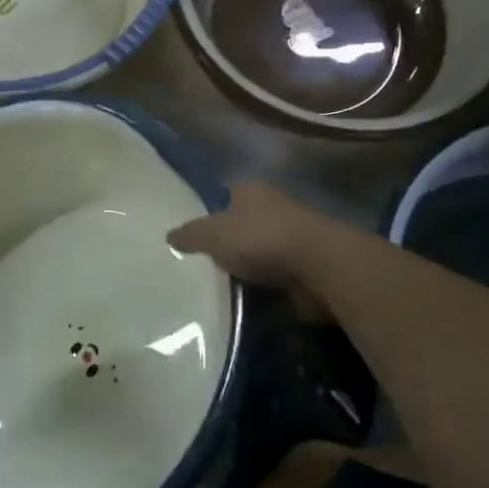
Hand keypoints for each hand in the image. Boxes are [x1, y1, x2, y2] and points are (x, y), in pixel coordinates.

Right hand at [167, 182, 342, 290]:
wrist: (319, 267)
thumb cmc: (260, 239)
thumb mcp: (212, 234)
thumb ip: (189, 234)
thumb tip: (169, 236)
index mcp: (250, 190)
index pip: (223, 193)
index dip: (207, 209)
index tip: (190, 232)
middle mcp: (272, 206)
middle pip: (240, 223)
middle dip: (225, 241)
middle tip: (198, 261)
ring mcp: (291, 235)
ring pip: (257, 249)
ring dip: (244, 265)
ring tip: (217, 284)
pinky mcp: (303, 263)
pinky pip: (273, 273)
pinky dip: (261, 284)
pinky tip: (243, 297)